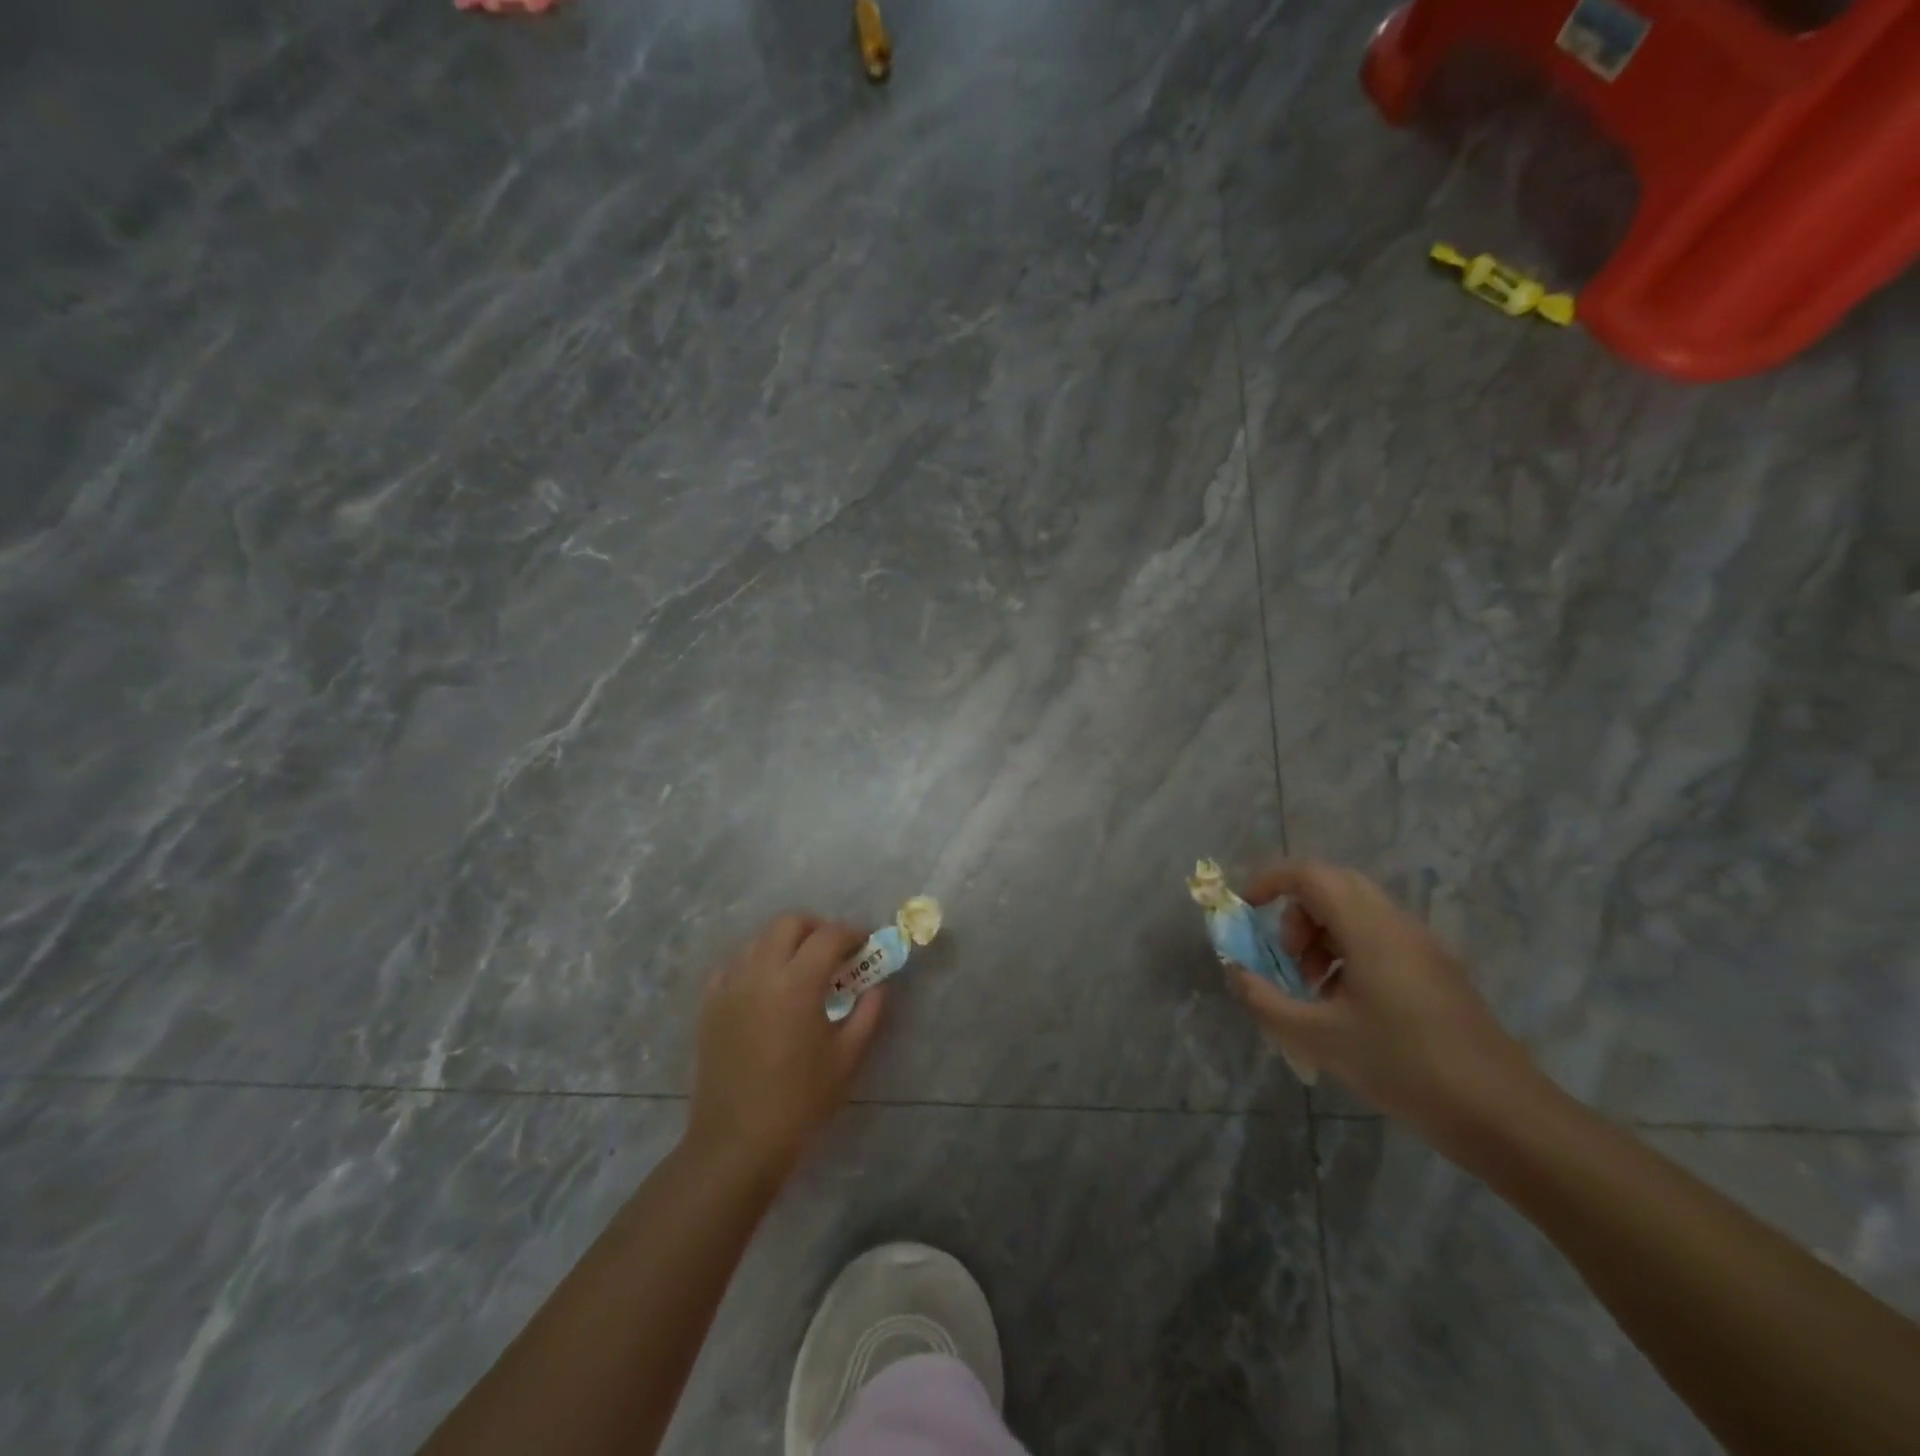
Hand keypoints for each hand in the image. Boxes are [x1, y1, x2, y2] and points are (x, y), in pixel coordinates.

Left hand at [685, 915, 887, 1179]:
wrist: (737, 1143)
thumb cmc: (800, 1102)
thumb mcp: (848, 1058)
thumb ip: (868, 1012)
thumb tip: (878, 984)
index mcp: (797, 983)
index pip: (829, 935)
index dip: (852, 934)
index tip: (866, 945)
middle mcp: (760, 972)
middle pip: (789, 923)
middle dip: (816, 928)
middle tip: (834, 953)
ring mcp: (730, 985)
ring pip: (759, 939)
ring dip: (786, 943)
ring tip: (802, 970)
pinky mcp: (710, 1004)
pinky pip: (734, 964)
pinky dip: (756, 963)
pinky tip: (767, 989)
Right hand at [1227, 859, 1544, 1155]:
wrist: (1504, 1117)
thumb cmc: (1404, 1068)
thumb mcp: (1319, 1038)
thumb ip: (1265, 1001)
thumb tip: (1236, 972)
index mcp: (1370, 929)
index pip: (1310, 874)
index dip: (1270, 881)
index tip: (1246, 909)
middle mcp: (1397, 924)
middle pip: (1334, 886)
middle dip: (1297, 912)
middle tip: (1286, 957)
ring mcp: (1423, 946)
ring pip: (1357, 912)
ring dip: (1323, 935)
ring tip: (1315, 990)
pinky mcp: (1437, 970)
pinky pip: (1380, 937)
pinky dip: (1349, 953)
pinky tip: (1348, 1007)